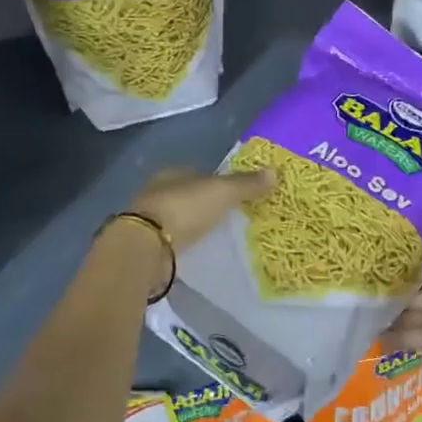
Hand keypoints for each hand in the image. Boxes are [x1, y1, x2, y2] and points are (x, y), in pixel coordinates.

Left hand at [128, 166, 274, 252]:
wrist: (146, 247)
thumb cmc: (184, 209)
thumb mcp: (222, 193)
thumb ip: (246, 184)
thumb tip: (275, 172)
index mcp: (172, 173)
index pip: (199, 174)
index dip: (217, 182)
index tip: (234, 195)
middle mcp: (157, 191)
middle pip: (188, 195)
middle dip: (205, 204)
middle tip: (228, 216)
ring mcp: (149, 219)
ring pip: (178, 217)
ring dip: (193, 225)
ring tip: (215, 235)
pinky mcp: (146, 245)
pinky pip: (172, 240)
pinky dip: (184, 243)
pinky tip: (197, 250)